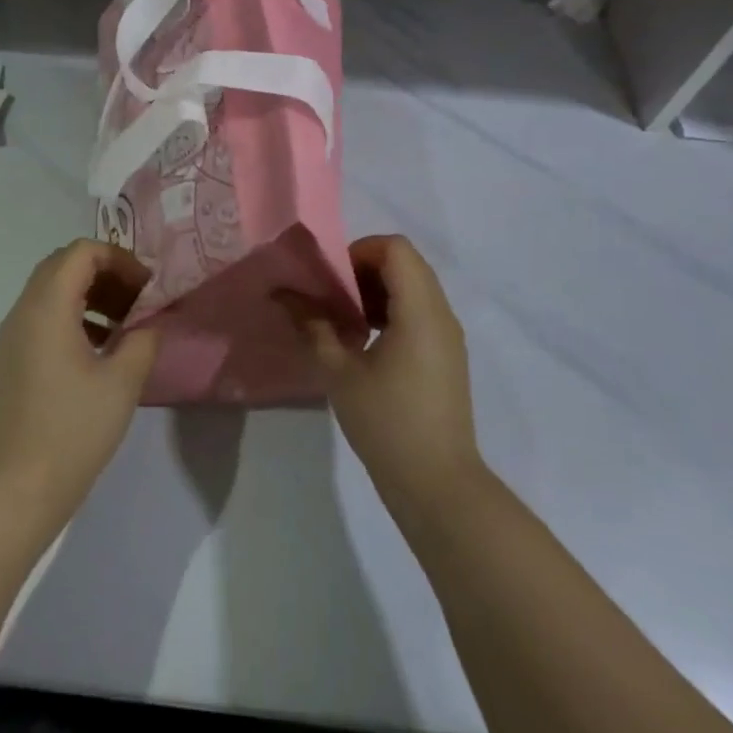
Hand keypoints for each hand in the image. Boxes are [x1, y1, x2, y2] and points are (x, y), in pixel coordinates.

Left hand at [0, 239, 158, 511]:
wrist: (19, 486)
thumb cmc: (74, 429)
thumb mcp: (122, 381)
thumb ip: (143, 339)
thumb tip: (151, 322)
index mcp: (48, 307)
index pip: (82, 252)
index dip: (119, 258)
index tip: (146, 287)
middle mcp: (23, 311)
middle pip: (63, 265)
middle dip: (105, 272)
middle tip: (137, 299)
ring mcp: (11, 335)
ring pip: (51, 291)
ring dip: (89, 294)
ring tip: (124, 324)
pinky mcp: (9, 358)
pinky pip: (41, 317)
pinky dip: (72, 316)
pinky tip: (99, 349)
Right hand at [286, 235, 482, 508]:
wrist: (438, 484)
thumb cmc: (387, 422)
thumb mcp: (339, 372)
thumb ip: (312, 325)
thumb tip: (283, 294)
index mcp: (420, 311)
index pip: (396, 248)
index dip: (360, 251)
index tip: (333, 280)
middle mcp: (441, 314)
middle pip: (406, 263)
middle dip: (364, 269)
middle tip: (332, 297)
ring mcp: (448, 336)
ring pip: (414, 287)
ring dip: (376, 291)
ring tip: (344, 320)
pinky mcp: (446, 357)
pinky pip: (420, 312)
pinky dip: (391, 312)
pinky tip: (364, 343)